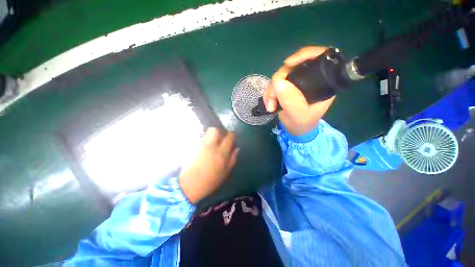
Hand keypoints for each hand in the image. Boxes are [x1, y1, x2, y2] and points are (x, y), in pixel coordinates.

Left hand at [179, 128, 238, 203]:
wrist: (189, 185)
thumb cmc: (210, 181)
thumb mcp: (225, 172)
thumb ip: (232, 159)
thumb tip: (237, 148)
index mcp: (221, 152)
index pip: (228, 137)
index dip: (231, 135)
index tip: (232, 137)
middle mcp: (210, 146)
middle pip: (215, 130)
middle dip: (219, 131)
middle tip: (221, 138)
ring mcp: (200, 145)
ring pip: (206, 133)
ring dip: (211, 136)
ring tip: (213, 144)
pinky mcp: (193, 147)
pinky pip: (201, 139)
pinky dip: (205, 141)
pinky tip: (205, 149)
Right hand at [263, 46, 335, 135]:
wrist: (295, 129)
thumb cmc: (302, 123)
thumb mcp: (298, 115)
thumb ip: (291, 100)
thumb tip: (278, 82)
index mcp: (322, 82)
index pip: (319, 57)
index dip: (304, 54)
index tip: (288, 64)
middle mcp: (310, 79)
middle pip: (292, 67)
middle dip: (278, 81)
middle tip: (272, 99)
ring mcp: (296, 83)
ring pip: (280, 76)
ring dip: (271, 90)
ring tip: (270, 106)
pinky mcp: (287, 87)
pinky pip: (275, 84)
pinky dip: (269, 93)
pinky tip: (269, 104)